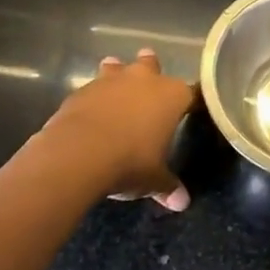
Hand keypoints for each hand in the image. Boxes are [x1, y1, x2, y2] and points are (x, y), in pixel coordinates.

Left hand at [44, 49, 195, 209]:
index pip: (191, 93)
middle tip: (150, 79)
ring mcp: (111, 81)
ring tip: (114, 85)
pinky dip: (94, 97)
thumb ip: (168, 186)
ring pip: (117, 67)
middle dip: (151, 69)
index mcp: (172, 96)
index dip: (191, 101)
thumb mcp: (153, 180)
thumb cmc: (130, 162)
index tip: (191, 109)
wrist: (78, 154)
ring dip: (117, 73)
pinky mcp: (82, 90)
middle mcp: (145, 80)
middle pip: (152, 65)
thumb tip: (182, 204)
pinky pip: (92, 88)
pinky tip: (90, 112)